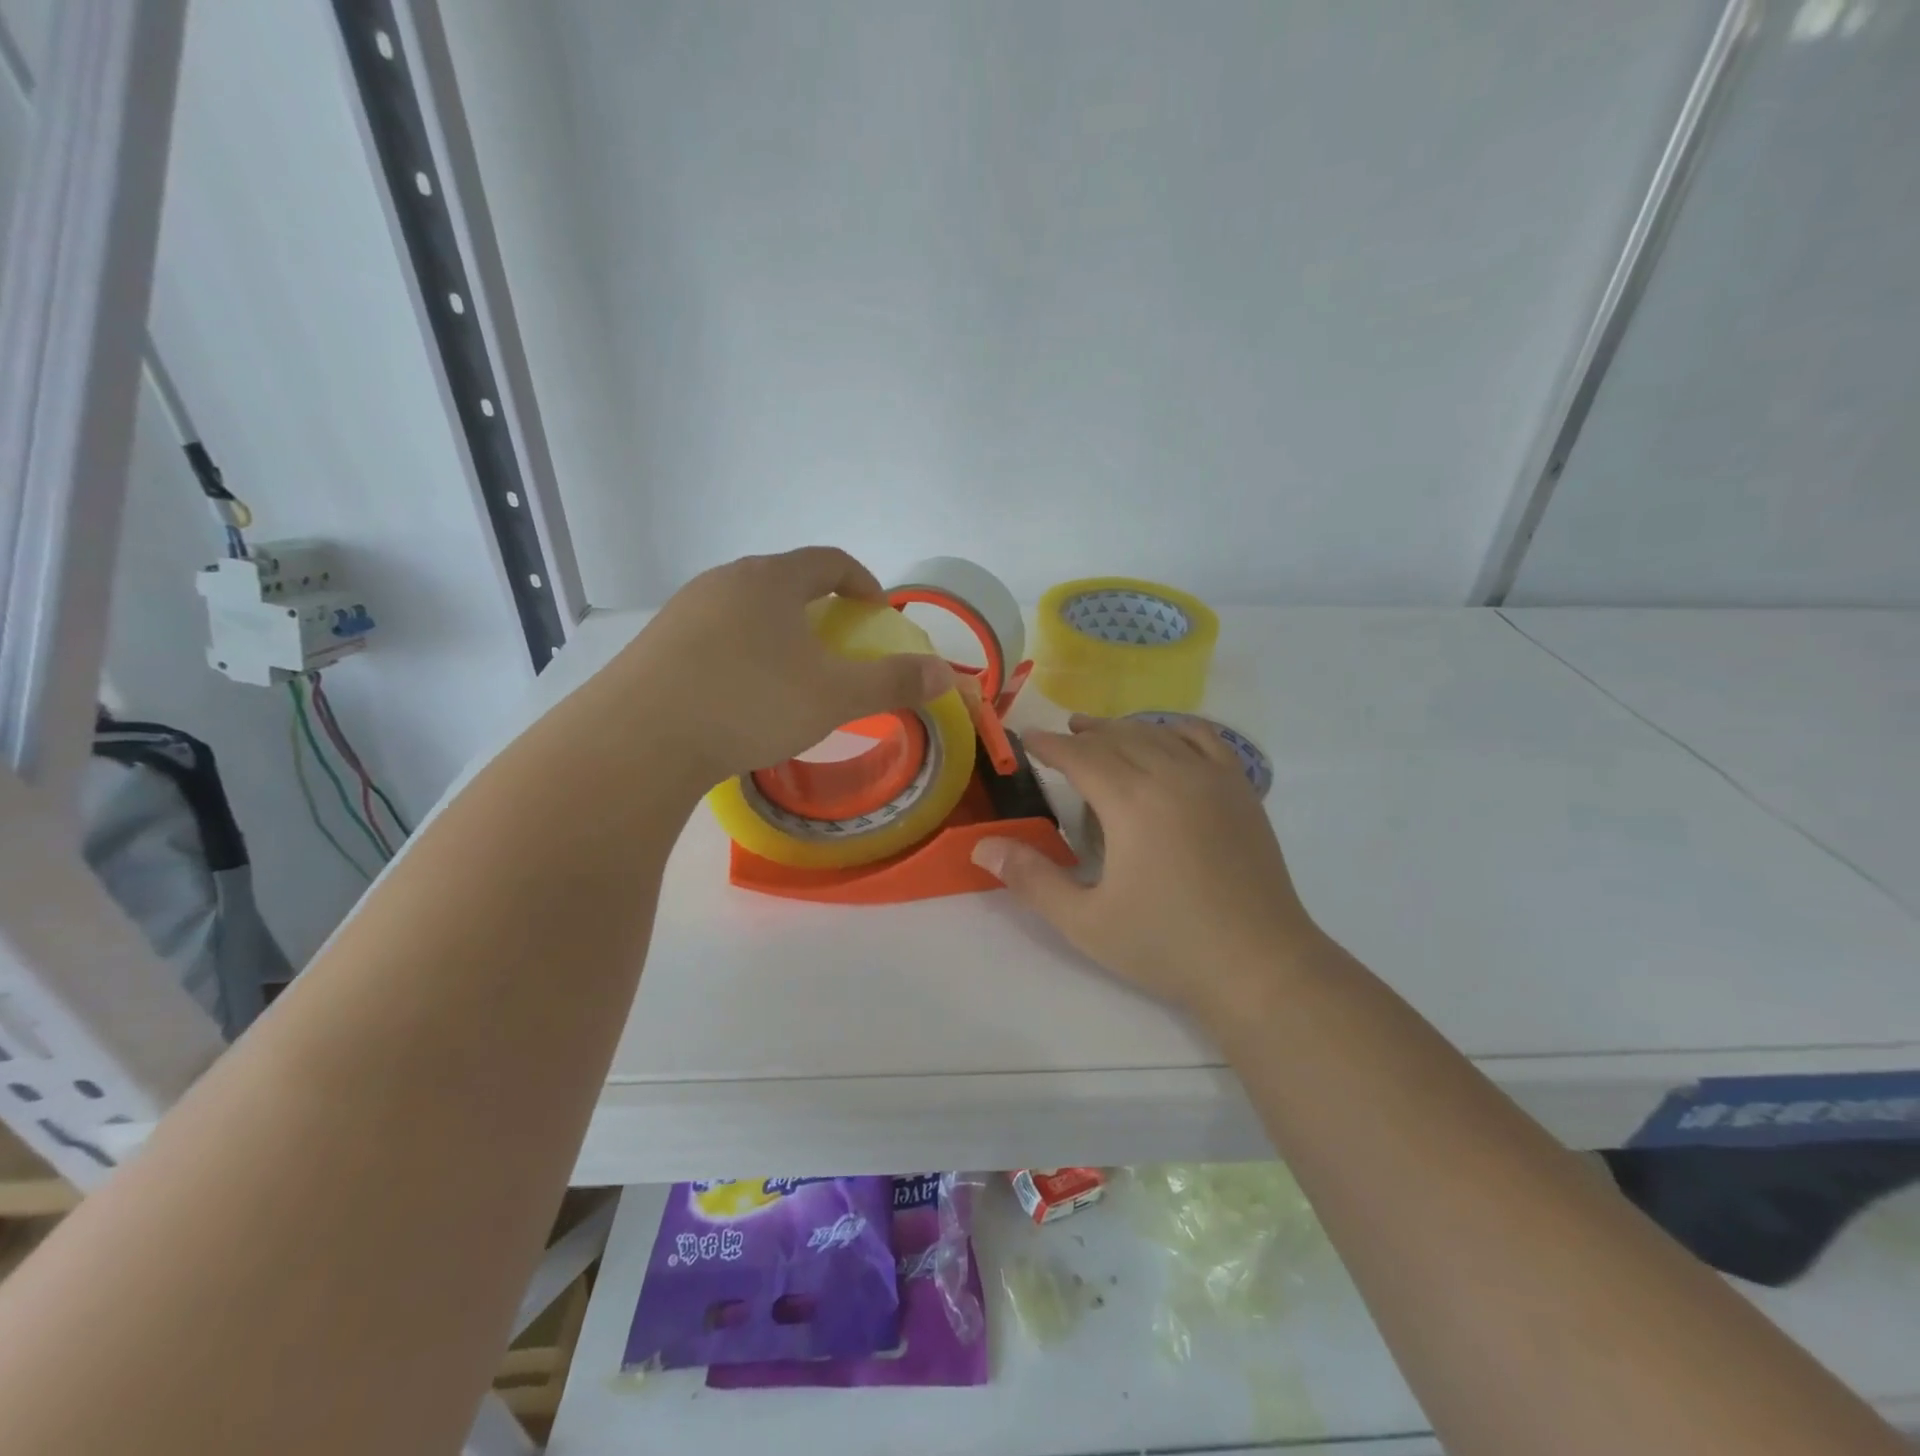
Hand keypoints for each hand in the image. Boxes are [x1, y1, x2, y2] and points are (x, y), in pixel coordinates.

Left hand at [609, 547, 951, 787]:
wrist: (640, 739)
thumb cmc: (750, 703)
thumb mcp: (833, 697)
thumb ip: (891, 682)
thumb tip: (944, 674)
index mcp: (772, 580)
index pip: (829, 561)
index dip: (862, 582)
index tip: (876, 613)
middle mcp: (725, 581)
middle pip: (785, 581)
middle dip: (819, 608)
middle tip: (836, 645)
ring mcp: (684, 610)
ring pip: (746, 609)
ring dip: (777, 631)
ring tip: (789, 673)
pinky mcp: (657, 643)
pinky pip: (714, 635)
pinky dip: (742, 652)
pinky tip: (740, 695)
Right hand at [971, 714, 1324, 1022]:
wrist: (1259, 965)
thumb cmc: (1166, 946)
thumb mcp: (1085, 921)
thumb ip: (1031, 879)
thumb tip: (982, 846)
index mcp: (1131, 802)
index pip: (1080, 757)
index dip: (1049, 746)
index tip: (1026, 740)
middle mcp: (1172, 775)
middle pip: (1118, 738)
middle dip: (1084, 734)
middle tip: (1060, 736)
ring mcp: (1213, 779)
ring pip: (1158, 734)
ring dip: (1124, 728)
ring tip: (1102, 732)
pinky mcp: (1241, 792)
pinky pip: (1206, 740)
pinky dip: (1177, 729)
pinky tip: (1167, 736)